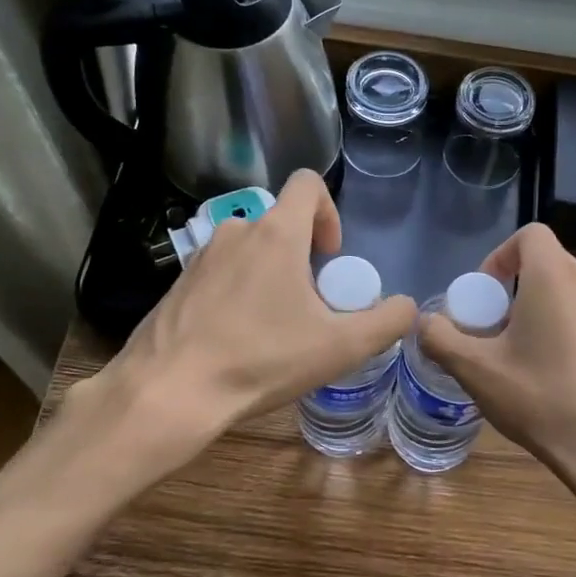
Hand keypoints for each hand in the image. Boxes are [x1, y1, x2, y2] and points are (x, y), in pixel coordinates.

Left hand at [89, 171, 416, 449]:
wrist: (168, 392)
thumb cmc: (260, 360)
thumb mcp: (341, 347)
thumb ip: (387, 321)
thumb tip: (406, 307)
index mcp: (276, 233)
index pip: (308, 183)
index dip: (330, 212)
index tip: (330, 258)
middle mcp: (236, 231)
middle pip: (281, 224)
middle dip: (303, 258)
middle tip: (310, 308)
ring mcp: (201, 257)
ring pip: (250, 252)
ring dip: (271, 277)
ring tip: (275, 329)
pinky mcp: (178, 284)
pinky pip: (221, 275)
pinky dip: (238, 295)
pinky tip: (237, 341)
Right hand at [417, 224, 575, 527]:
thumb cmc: (544, 401)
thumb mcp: (477, 372)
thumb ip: (441, 339)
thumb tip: (426, 323)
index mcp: (556, 278)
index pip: (529, 235)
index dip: (501, 256)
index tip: (486, 296)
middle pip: (550, 270)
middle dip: (519, 295)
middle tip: (500, 339)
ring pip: (575, 300)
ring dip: (549, 318)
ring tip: (533, 366)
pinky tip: (570, 385)